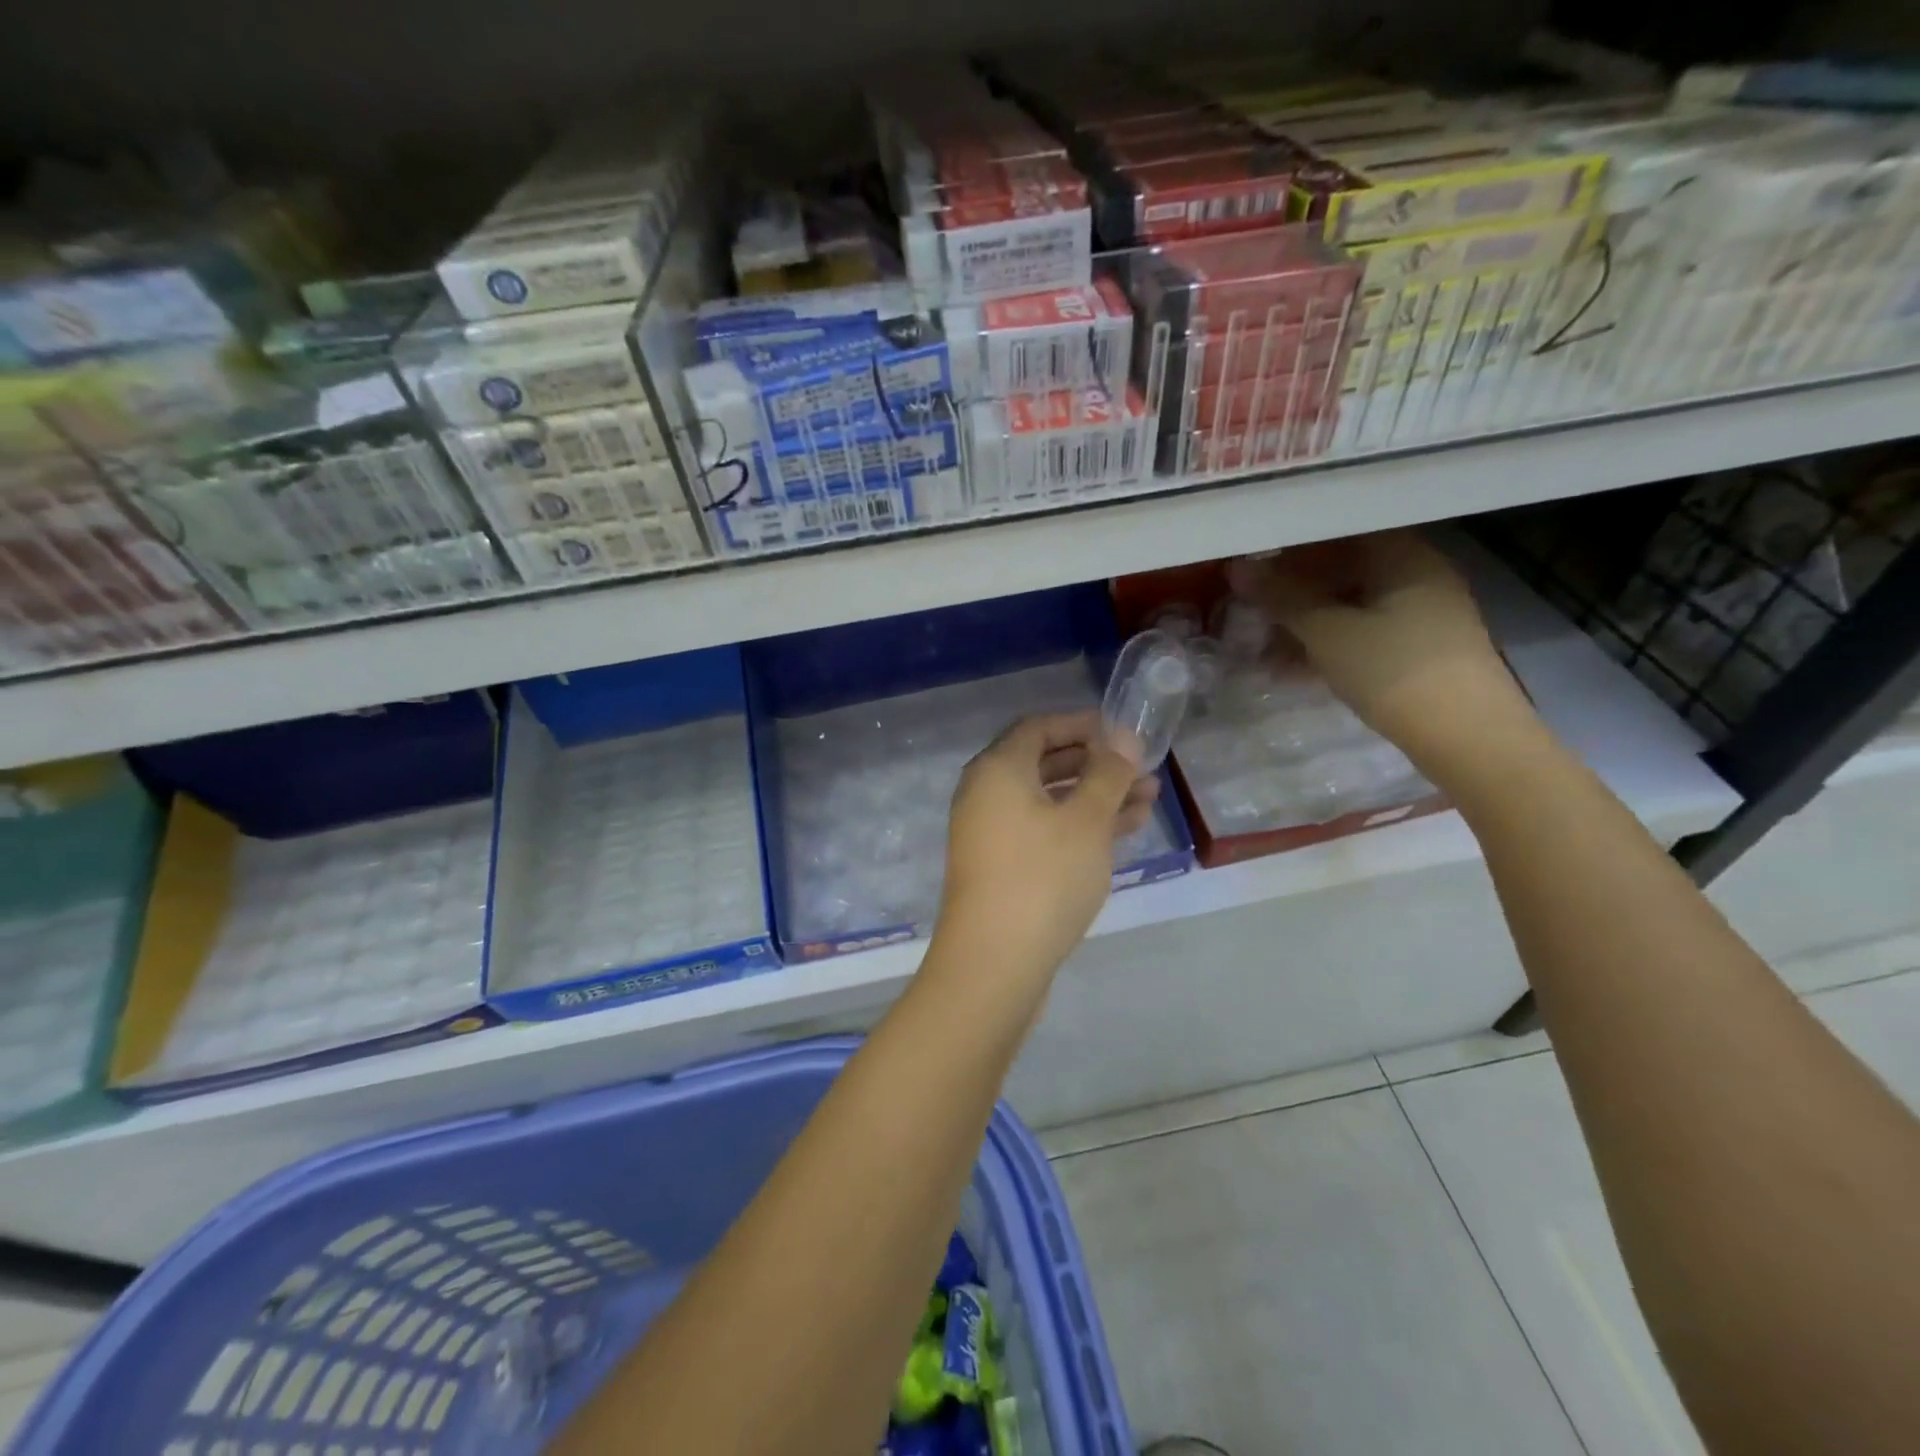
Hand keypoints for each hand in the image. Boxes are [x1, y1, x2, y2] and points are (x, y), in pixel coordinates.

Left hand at [933, 711, 1158, 985]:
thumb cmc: (1043, 878)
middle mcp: (985, 794)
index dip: (1083, 725)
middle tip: (1142, 770)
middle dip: (1096, 764)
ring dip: (1095, 797)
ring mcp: (990, 833)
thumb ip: (1107, 773)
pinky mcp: (1000, 867)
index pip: (1039, 728)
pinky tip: (1123, 832)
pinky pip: (1043, 831)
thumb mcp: (1085, 820)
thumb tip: (1121, 738)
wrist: (994, 964)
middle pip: (1044, 763)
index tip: (1123, 735)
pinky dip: (1078, 827)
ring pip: (1048, 801)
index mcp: (997, 770)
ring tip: (1148, 800)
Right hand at [1228, 530, 1530, 763]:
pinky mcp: (1420, 650)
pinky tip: (1292, 671)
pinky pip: (1364, 634)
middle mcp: (1418, 575)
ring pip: (1350, 606)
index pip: (1339, 532)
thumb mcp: (1328, 633)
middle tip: (1252, 611)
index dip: (1293, 546)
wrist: (1467, 737)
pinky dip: (1329, 645)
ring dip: (1305, 625)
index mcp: (1403, 555)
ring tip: (1263, 652)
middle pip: (1343, 570)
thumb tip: (1237, 568)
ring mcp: (1422, 614)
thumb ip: (1282, 598)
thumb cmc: (1393, 670)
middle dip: (1293, 592)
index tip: (1254, 566)